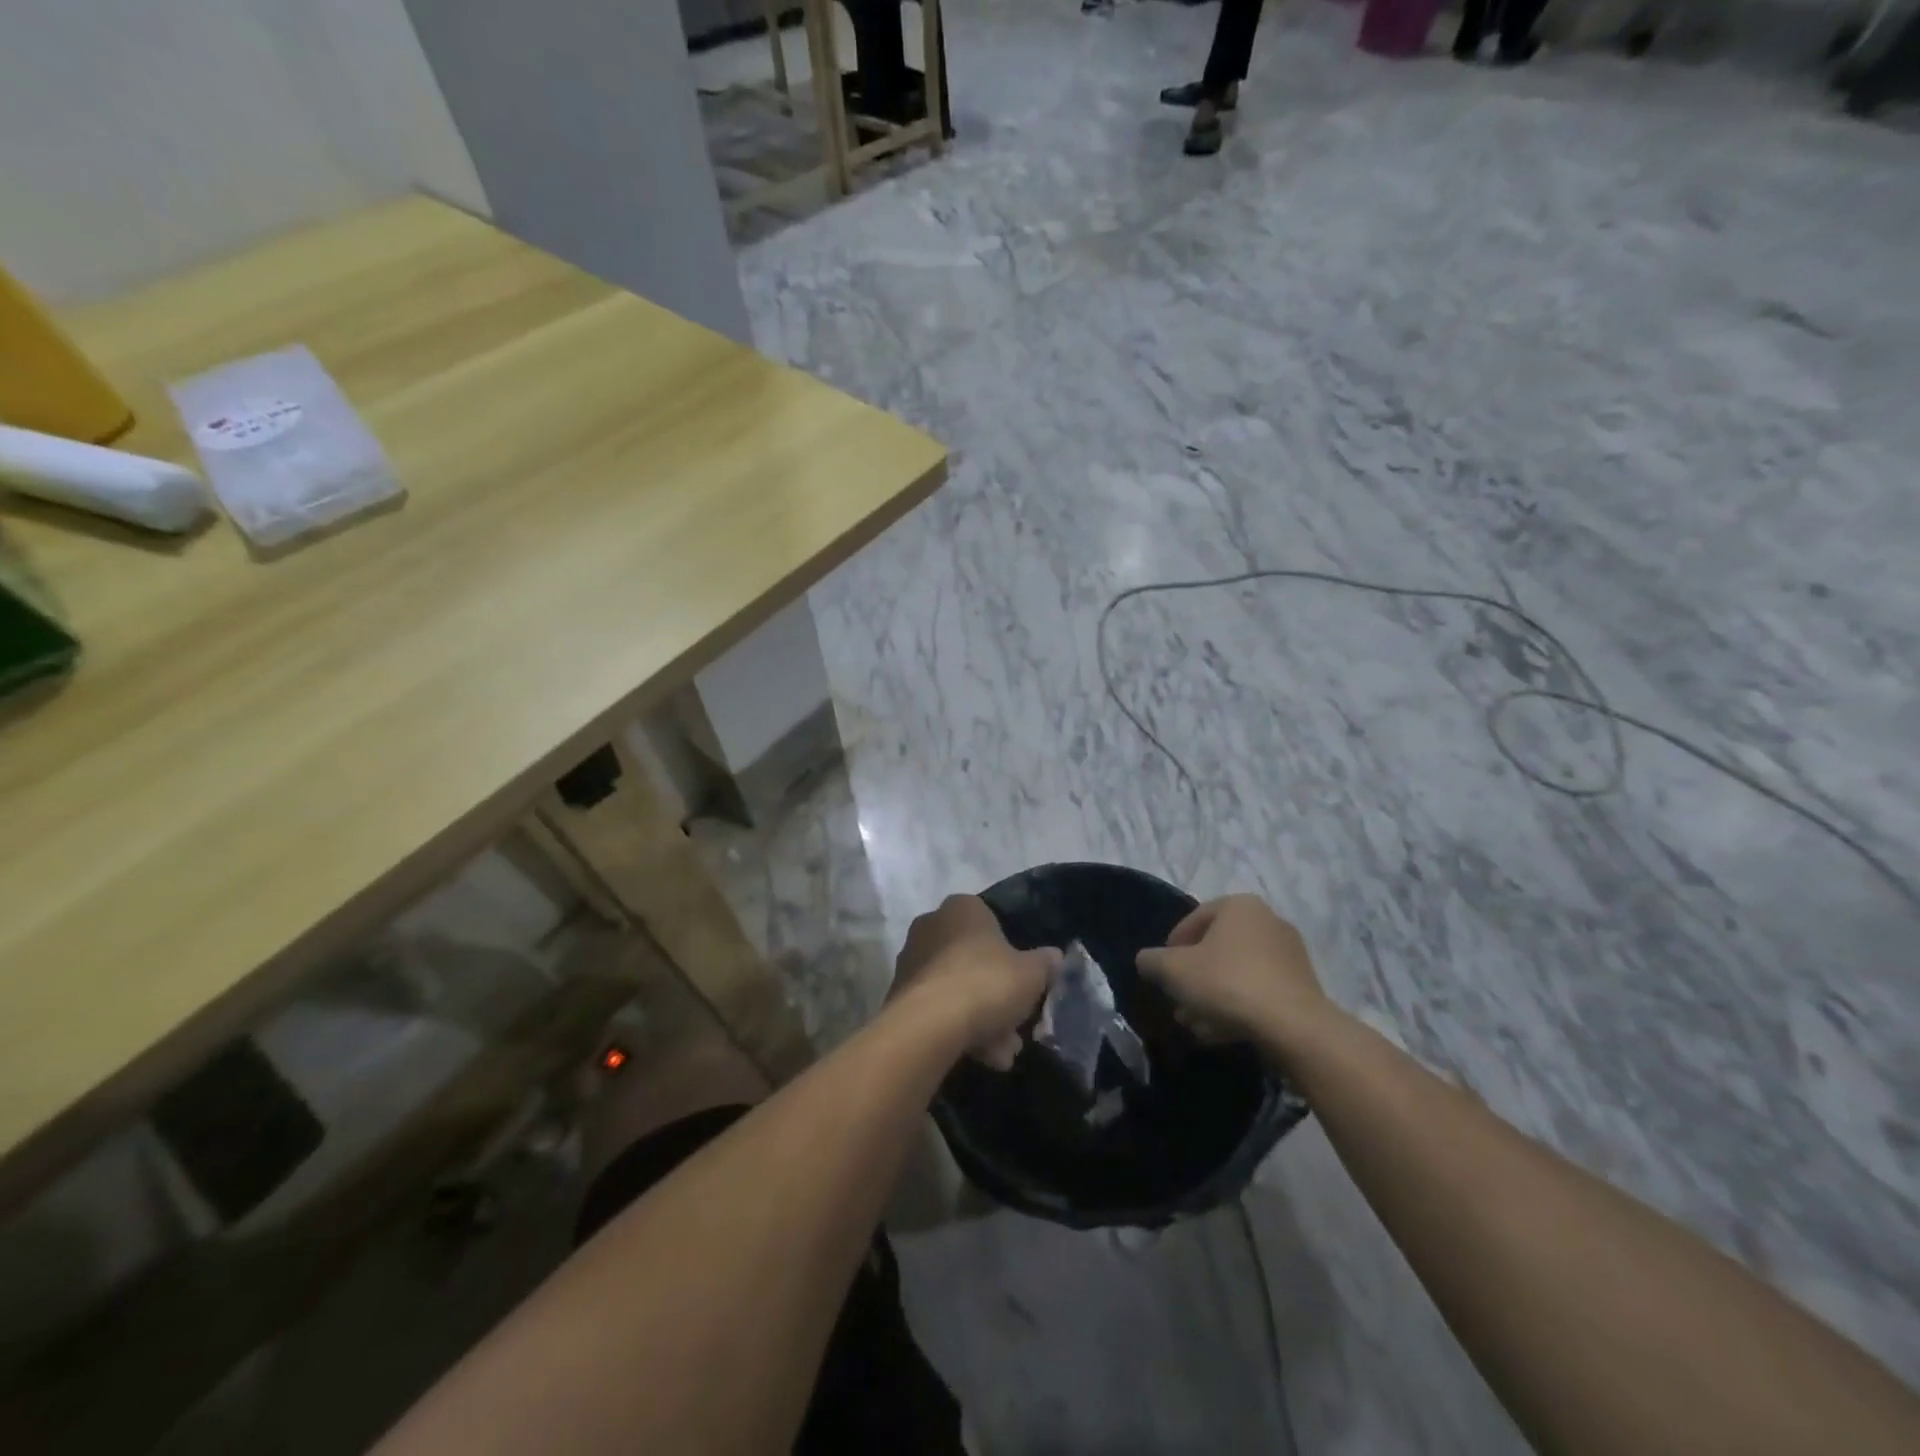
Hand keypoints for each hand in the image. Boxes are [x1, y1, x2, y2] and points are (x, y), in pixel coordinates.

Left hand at [889, 895, 1059, 1069]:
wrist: (930, 1025)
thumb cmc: (987, 983)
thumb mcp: (1032, 973)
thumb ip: (1045, 963)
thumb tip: (1054, 956)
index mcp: (962, 908)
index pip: (991, 923)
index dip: (1012, 956)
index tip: (1025, 986)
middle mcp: (931, 926)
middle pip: (974, 962)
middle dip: (997, 999)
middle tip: (1015, 1029)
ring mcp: (911, 961)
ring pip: (957, 990)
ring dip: (982, 1021)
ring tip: (1001, 1056)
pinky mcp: (899, 996)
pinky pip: (938, 1010)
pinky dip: (958, 1031)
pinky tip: (979, 1058)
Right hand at [1135, 895, 1331, 1051]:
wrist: (1293, 1026)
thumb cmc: (1227, 983)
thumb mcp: (1173, 970)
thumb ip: (1152, 961)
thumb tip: (1146, 961)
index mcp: (1239, 906)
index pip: (1194, 920)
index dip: (1171, 948)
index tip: (1163, 974)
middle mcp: (1268, 921)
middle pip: (1216, 949)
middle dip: (1193, 978)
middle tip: (1178, 1003)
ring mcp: (1289, 954)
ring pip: (1236, 973)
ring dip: (1212, 997)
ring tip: (1195, 1025)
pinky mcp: (1302, 986)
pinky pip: (1259, 991)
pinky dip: (1237, 1007)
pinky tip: (1220, 1033)